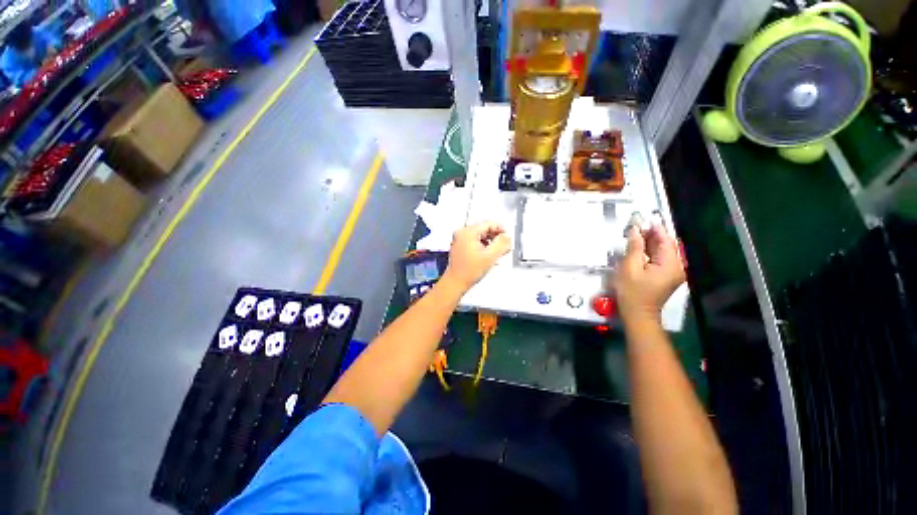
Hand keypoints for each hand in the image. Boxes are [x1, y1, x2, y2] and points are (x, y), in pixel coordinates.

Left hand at [443, 222, 510, 290]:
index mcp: (468, 232)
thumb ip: (501, 244)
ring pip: (479, 235)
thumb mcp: (490, 256)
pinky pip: (474, 241)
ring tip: (497, 252)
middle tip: (504, 245)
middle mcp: (462, 233)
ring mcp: (459, 239)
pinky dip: (483, 245)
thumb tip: (507, 236)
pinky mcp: (459, 246)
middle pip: (483, 228)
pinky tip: (488, 255)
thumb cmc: (470, 270)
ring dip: (490, 242)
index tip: (507, 237)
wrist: (456, 282)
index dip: (500, 229)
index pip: (488, 224)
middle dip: (495, 236)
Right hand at [613, 223, 684, 321]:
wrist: (637, 314)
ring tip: (634, 235)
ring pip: (663, 250)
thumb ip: (634, 247)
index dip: (654, 227)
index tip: (641, 219)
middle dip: (651, 234)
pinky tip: (639, 248)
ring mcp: (673, 271)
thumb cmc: (632, 292)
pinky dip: (650, 251)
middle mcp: (677, 266)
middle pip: (666, 244)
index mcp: (670, 263)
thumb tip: (635, 230)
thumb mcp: (629, 267)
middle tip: (635, 226)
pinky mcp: (667, 276)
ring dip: (650, 242)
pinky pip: (660, 258)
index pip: (665, 239)